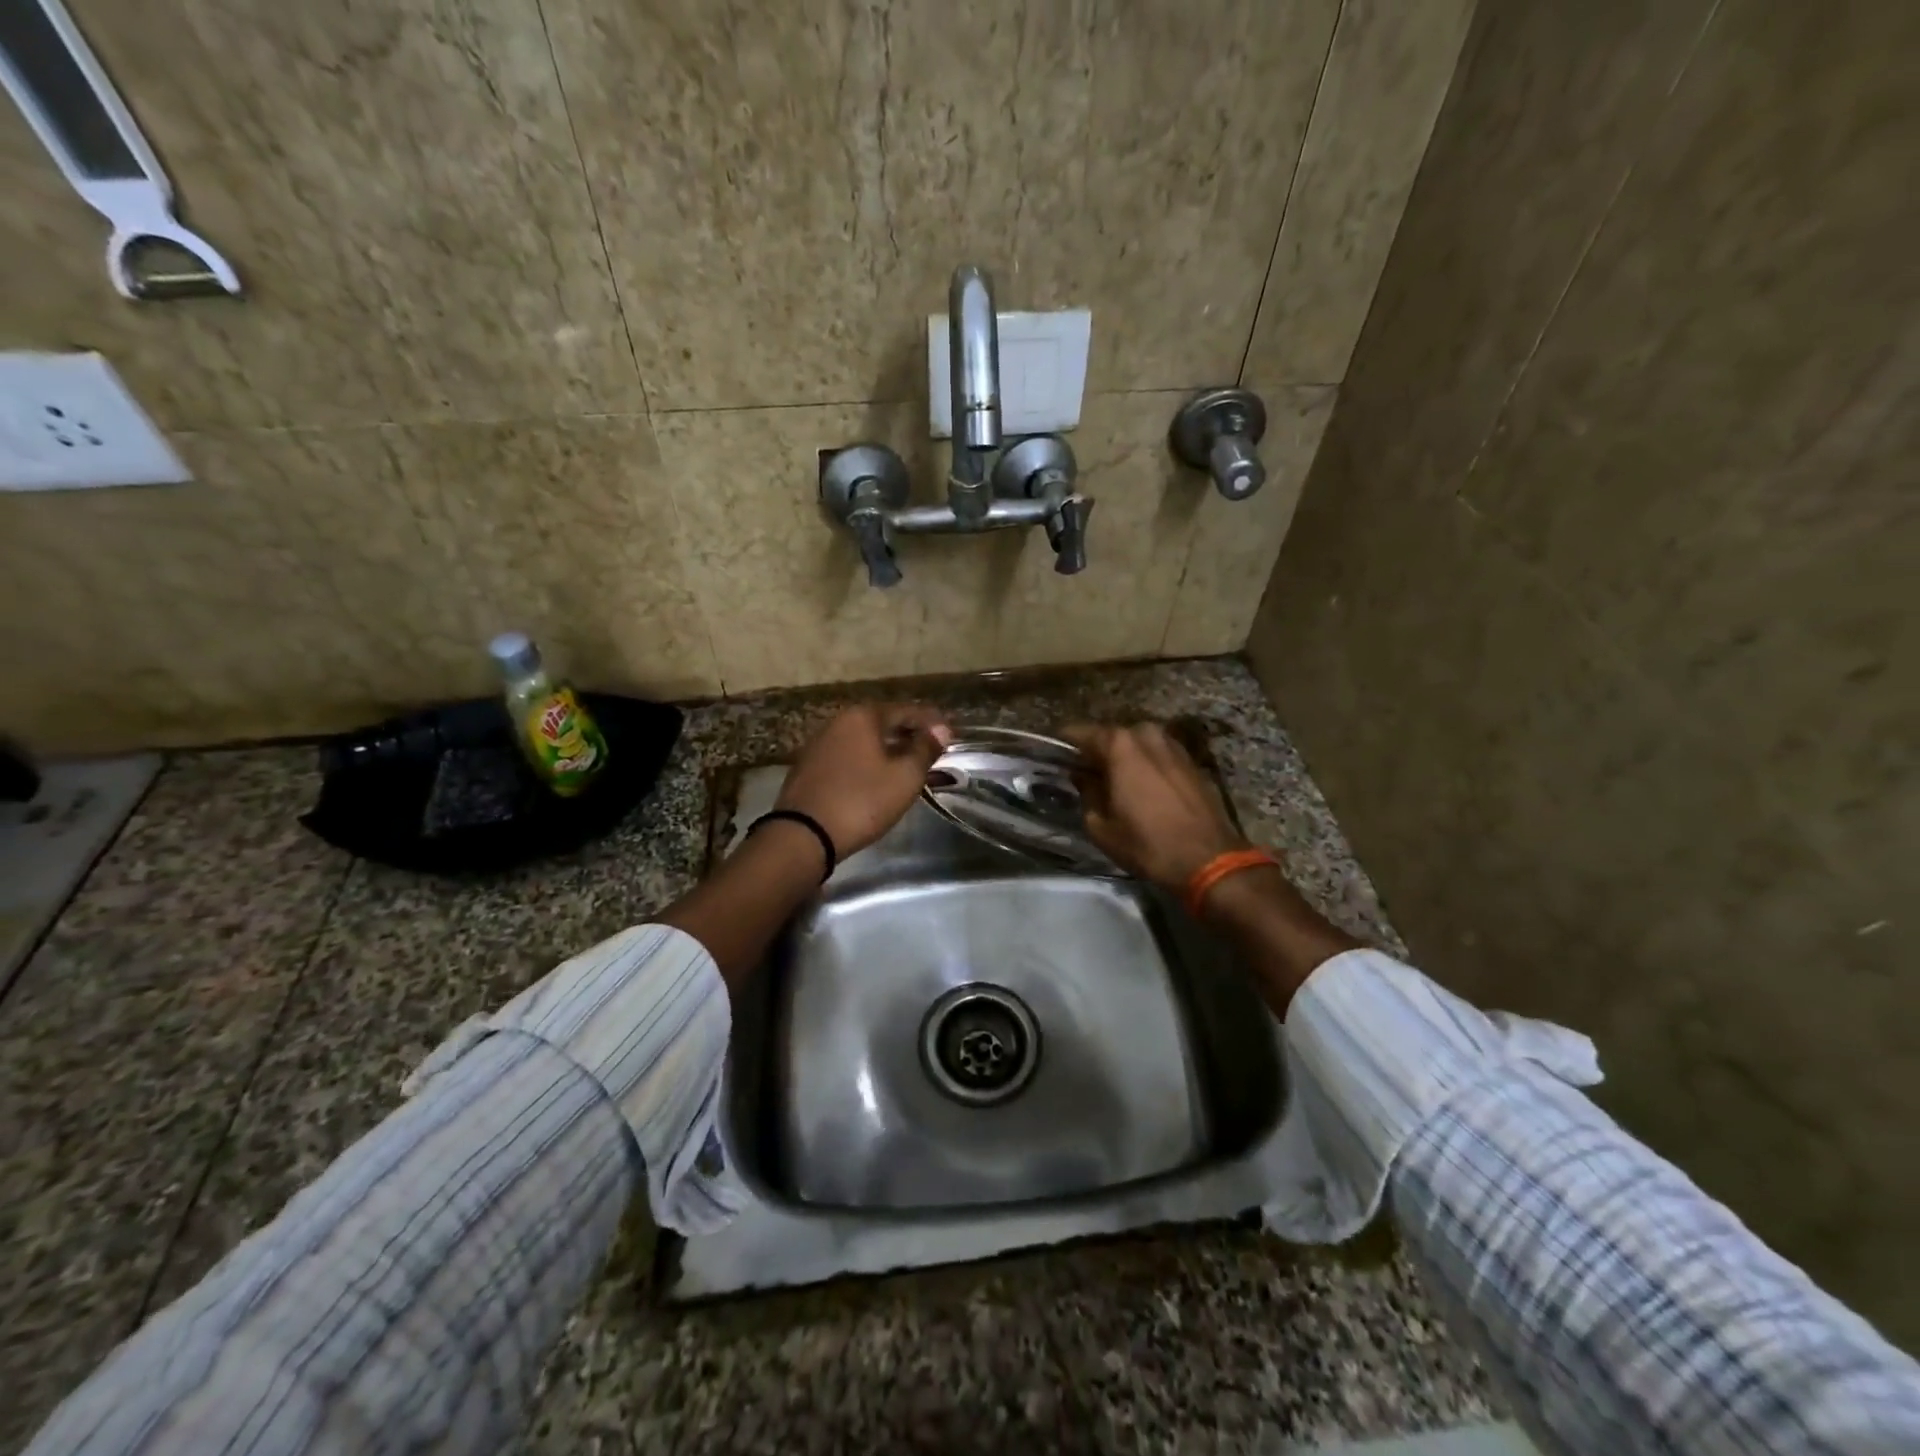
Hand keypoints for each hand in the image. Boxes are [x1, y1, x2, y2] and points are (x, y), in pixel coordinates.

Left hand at [775, 703, 951, 858]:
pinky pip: (848, 756)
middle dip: (910, 734)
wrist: (804, 835)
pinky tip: (878, 777)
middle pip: (883, 722)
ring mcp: (819, 744)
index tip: (951, 735)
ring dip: (888, 749)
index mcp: (862, 716)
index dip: (932, 722)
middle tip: (933, 750)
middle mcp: (838, 722)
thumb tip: (941, 729)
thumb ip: (925, 749)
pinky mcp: (809, 767)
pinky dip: (868, 761)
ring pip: (864, 740)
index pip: (907, 710)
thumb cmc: (862, 801)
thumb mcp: (904, 777)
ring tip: (909, 765)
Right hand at [1061, 722, 1246, 891]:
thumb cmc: (1147, 844)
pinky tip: (1141, 787)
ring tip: (1113, 781)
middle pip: (1111, 736)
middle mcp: (1146, 735)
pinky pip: (1158, 755)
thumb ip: (1087, 793)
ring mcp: (1173, 745)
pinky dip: (1146, 765)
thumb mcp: (1101, 826)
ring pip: (1137, 744)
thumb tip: (1082, 777)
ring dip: (1123, 757)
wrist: (1209, 859)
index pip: (1080, 732)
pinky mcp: (1191, 761)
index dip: (1064, 744)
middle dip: (1096, 751)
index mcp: (1119, 745)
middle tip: (1084, 773)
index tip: (1054, 754)